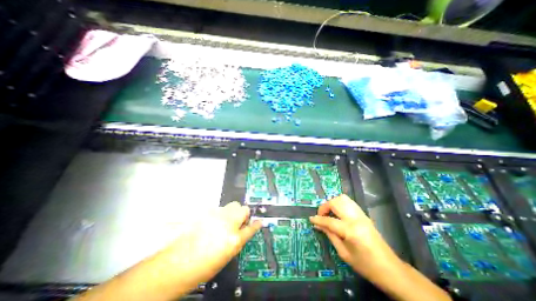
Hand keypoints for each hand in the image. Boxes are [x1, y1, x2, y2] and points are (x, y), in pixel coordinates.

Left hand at [73, 203, 261, 299]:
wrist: (175, 266)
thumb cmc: (201, 268)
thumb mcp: (226, 256)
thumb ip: (238, 240)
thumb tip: (244, 231)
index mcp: (233, 239)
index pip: (251, 227)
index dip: (256, 224)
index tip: (258, 222)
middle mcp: (226, 223)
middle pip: (243, 209)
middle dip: (243, 214)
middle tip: (239, 223)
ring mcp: (215, 216)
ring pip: (231, 206)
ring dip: (232, 213)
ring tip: (225, 223)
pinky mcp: (206, 213)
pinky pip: (218, 209)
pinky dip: (220, 214)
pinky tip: (213, 223)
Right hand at [308, 195, 399, 279]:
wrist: (391, 269)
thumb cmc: (366, 266)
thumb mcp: (344, 253)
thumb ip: (330, 235)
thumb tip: (318, 225)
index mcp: (351, 231)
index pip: (329, 220)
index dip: (318, 219)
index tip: (311, 219)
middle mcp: (356, 218)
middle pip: (335, 203)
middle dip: (324, 207)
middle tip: (320, 215)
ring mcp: (361, 215)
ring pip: (342, 198)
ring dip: (332, 203)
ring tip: (328, 212)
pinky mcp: (364, 214)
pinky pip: (349, 202)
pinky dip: (340, 203)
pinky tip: (338, 212)